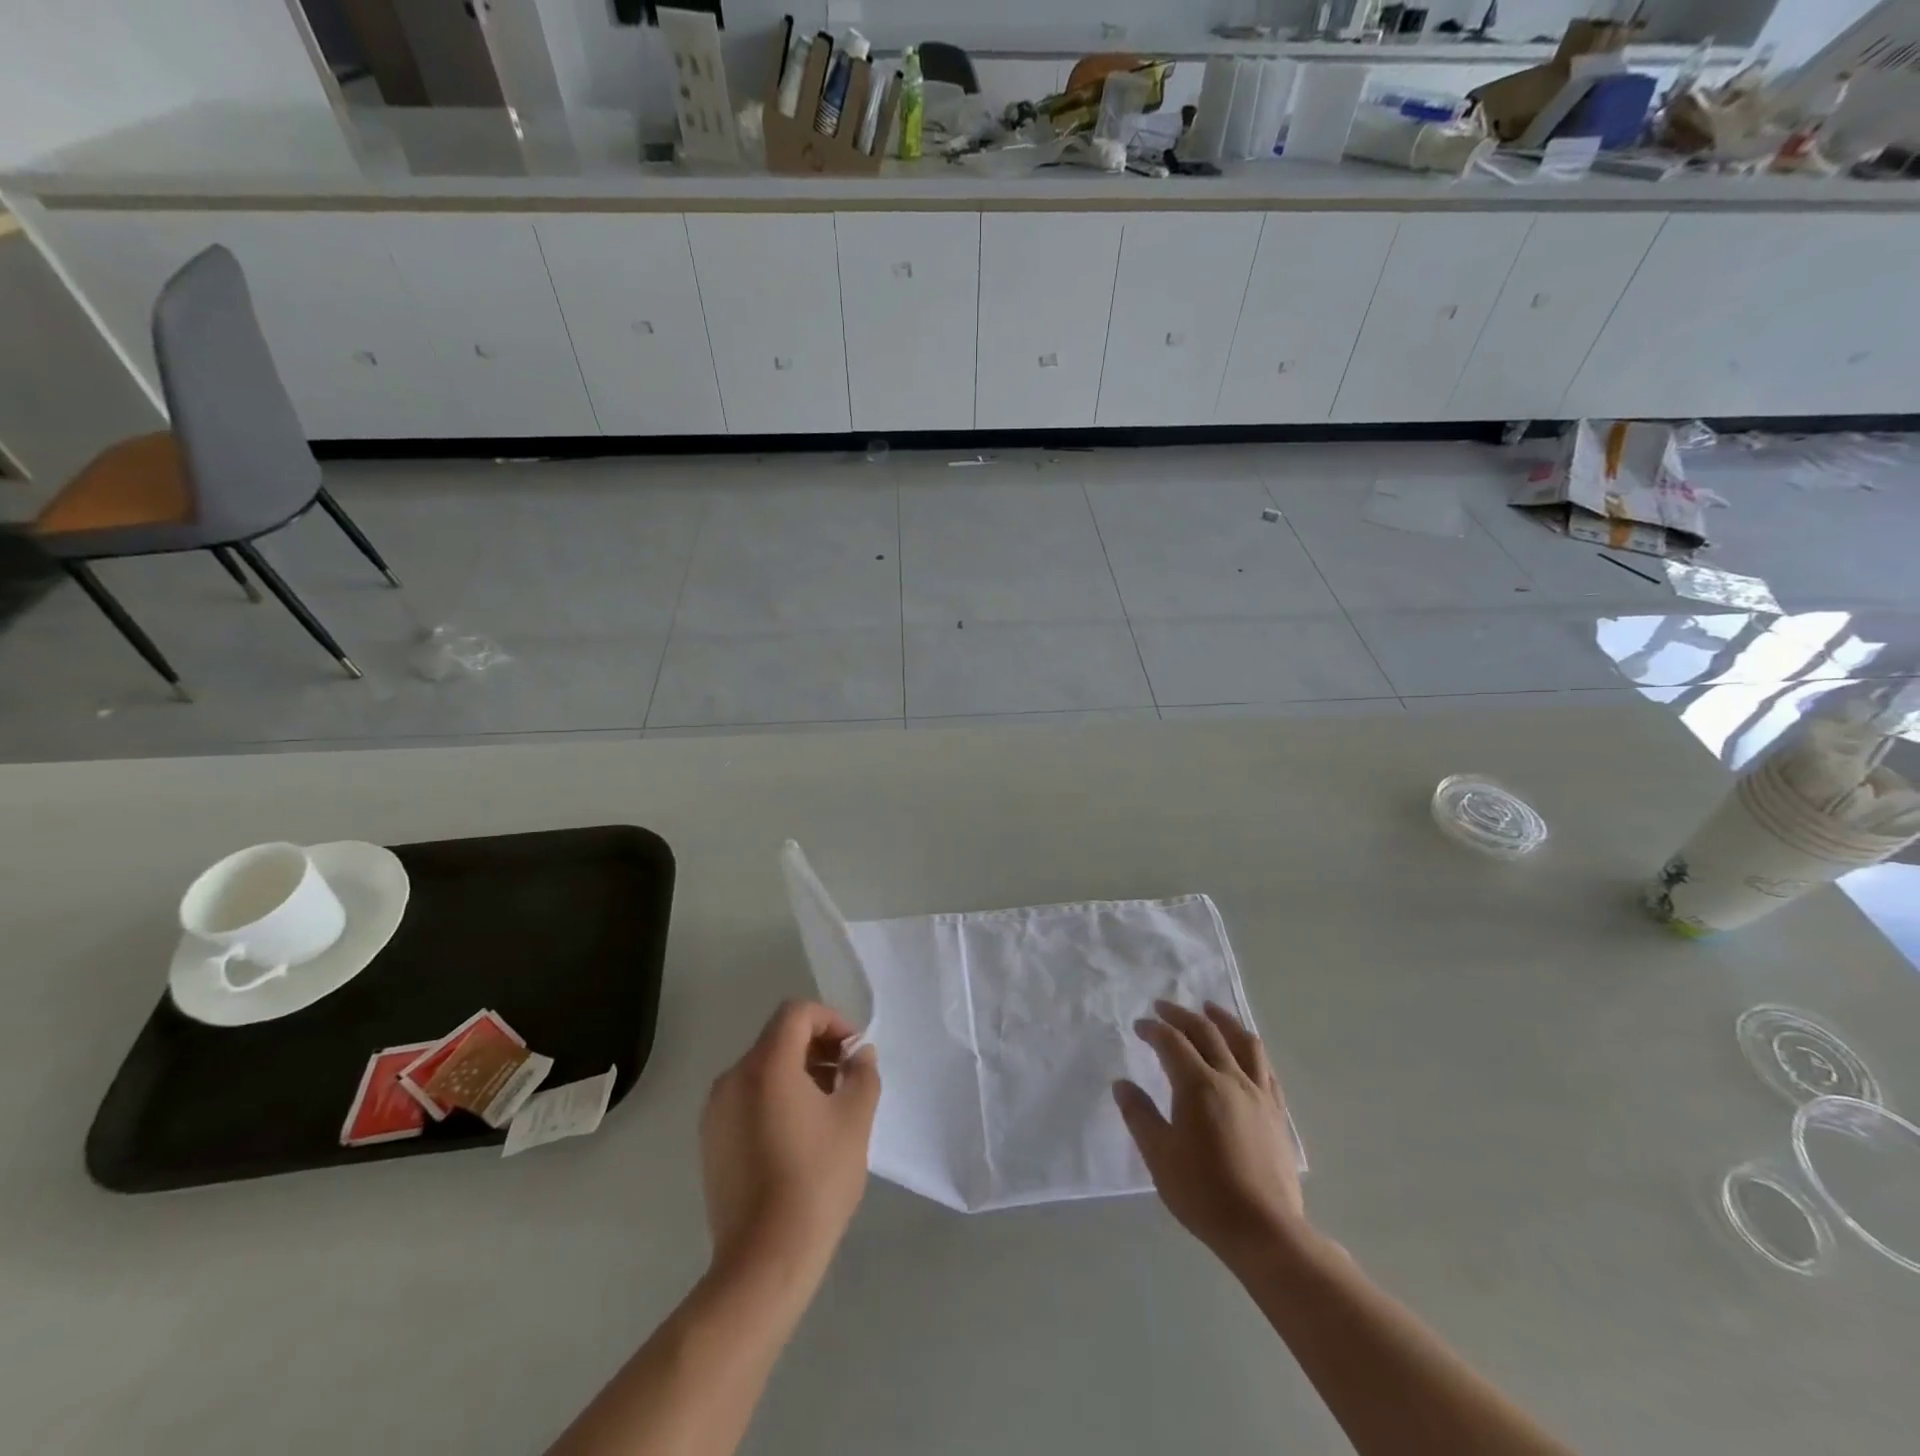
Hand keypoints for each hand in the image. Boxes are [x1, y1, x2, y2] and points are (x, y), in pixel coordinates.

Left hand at [701, 1000, 879, 1276]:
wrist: (764, 1262)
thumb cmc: (816, 1181)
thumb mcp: (855, 1120)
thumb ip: (862, 1074)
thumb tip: (859, 1054)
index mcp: (766, 1066)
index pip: (797, 1014)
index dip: (831, 1021)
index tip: (853, 1052)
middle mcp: (733, 1078)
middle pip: (778, 1039)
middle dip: (817, 1048)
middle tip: (847, 1080)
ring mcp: (716, 1111)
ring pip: (763, 1069)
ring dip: (799, 1073)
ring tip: (827, 1109)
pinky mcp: (712, 1141)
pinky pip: (747, 1098)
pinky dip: (776, 1097)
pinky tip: (799, 1135)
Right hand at [1114, 1000, 1305, 1265]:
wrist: (1264, 1230)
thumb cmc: (1204, 1193)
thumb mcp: (1159, 1156)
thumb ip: (1139, 1115)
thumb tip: (1122, 1084)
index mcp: (1198, 1085)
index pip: (1172, 1042)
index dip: (1153, 1029)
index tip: (1138, 1026)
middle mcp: (1230, 1078)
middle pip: (1206, 1031)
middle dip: (1181, 1015)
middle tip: (1163, 1007)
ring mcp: (1258, 1093)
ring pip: (1243, 1041)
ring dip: (1222, 1019)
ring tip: (1209, 1009)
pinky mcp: (1276, 1112)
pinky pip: (1264, 1067)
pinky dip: (1250, 1048)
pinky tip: (1244, 1050)